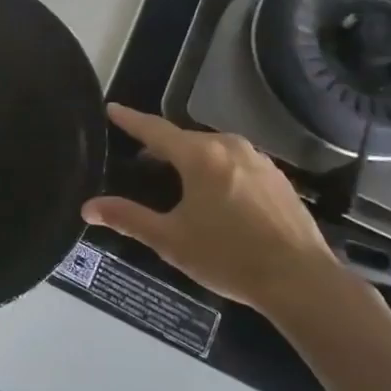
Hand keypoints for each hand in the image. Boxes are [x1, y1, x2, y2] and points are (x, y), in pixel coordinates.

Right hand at [82, 104, 341, 315]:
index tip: (112, 108)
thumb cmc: (229, 257)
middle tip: (142, 164)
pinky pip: (236, 164)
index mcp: (199, 155)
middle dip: (162, 148)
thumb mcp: (171, 240)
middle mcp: (229, 146)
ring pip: (212, 151)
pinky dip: (219, 172)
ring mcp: (258, 159)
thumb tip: (88, 208)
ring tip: (180, 185)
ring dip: (193, 161)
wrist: (303, 282)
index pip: (154, 129)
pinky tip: (219, 199)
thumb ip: (129, 218)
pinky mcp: (278, 177)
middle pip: (185, 140)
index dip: (130, 119)